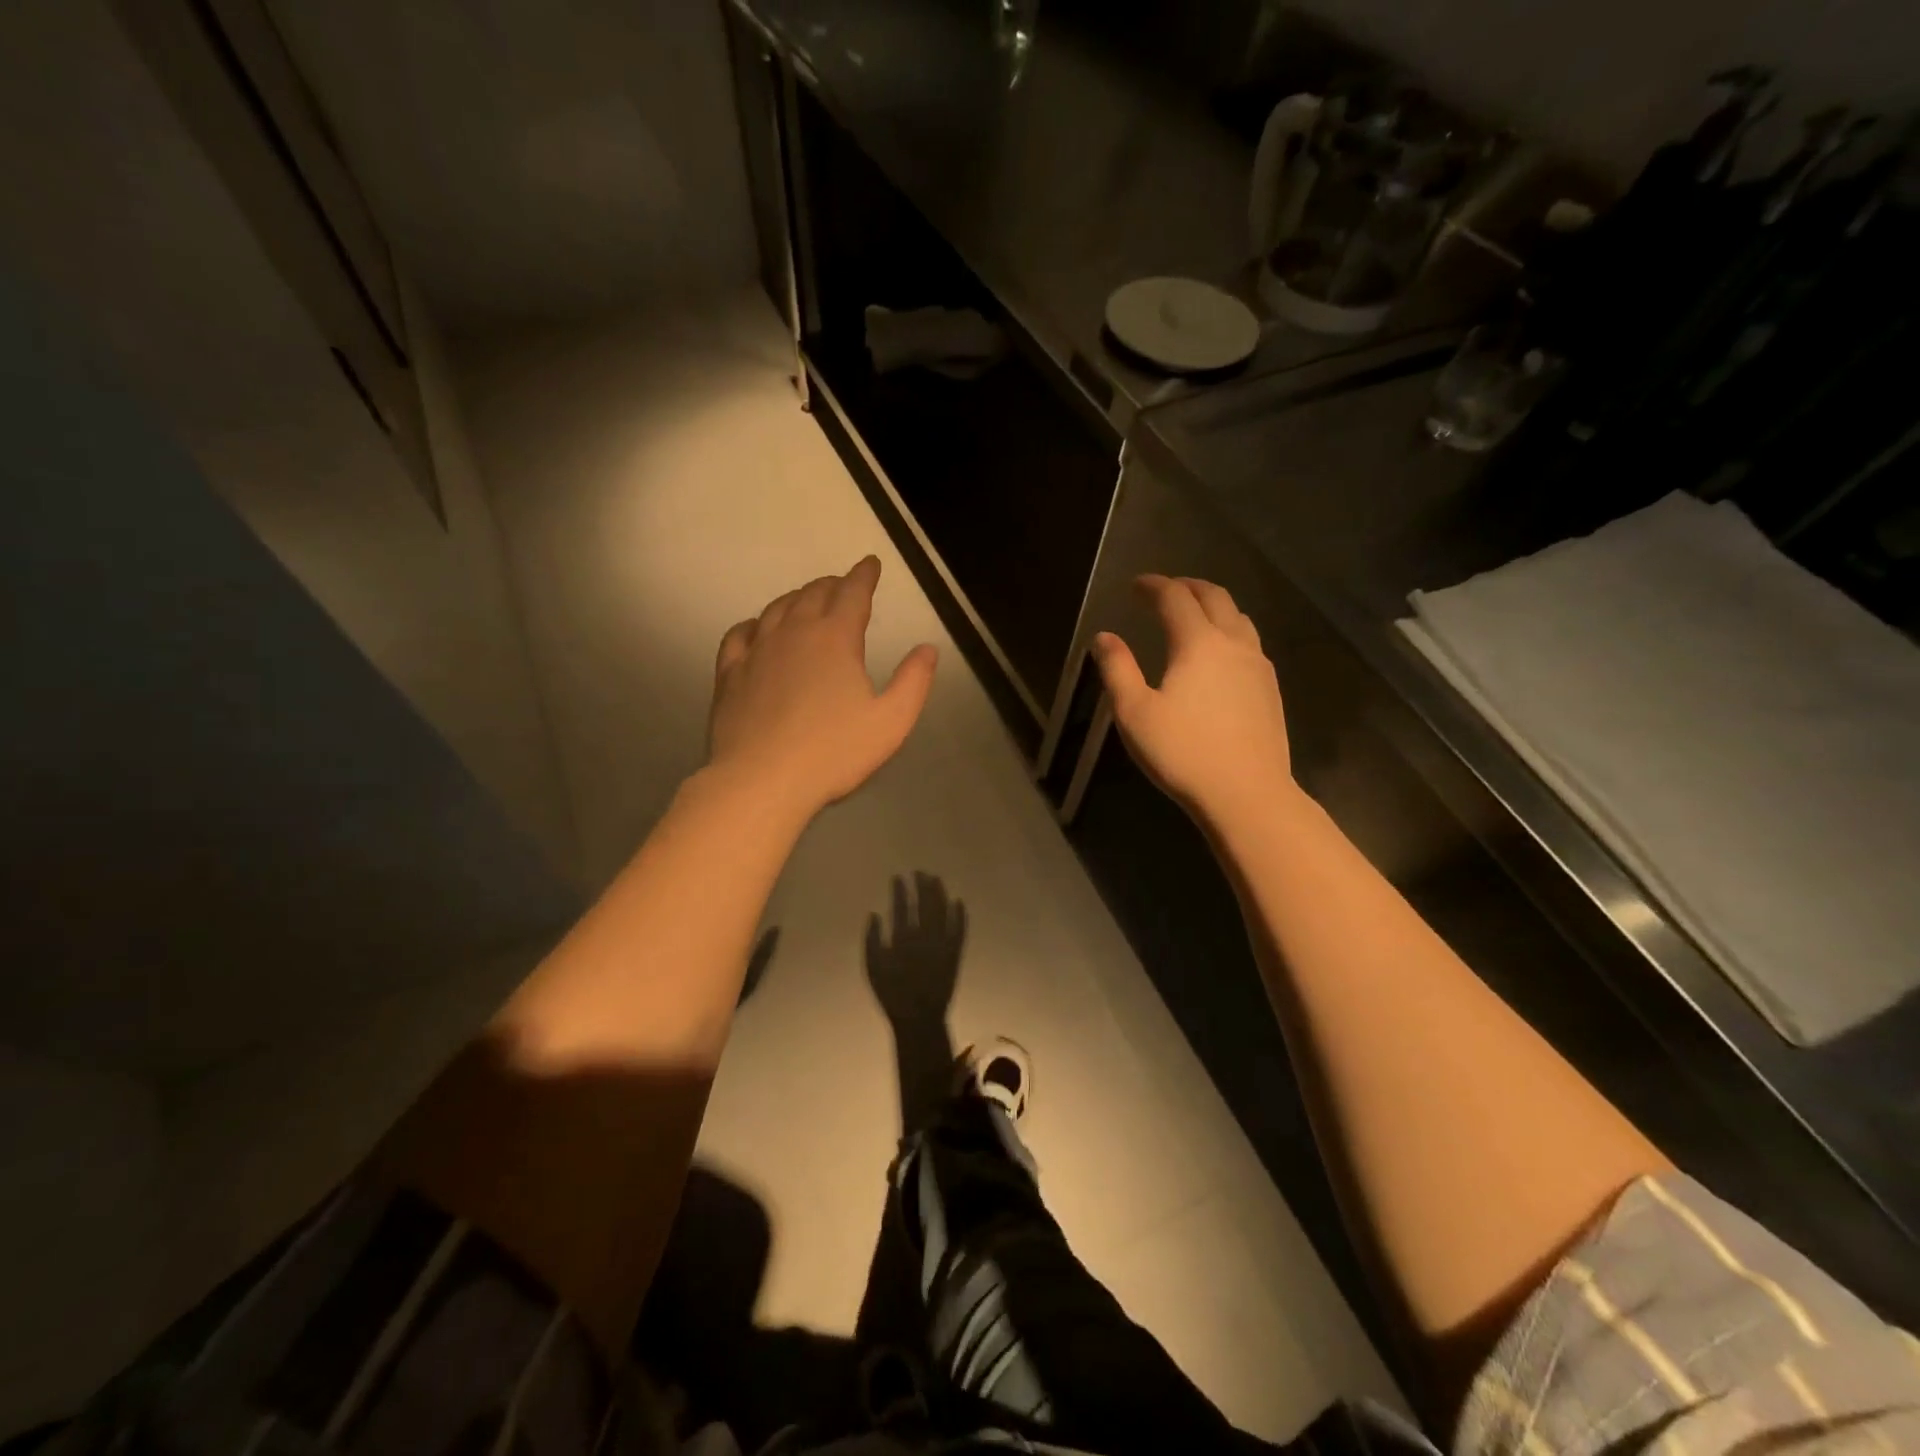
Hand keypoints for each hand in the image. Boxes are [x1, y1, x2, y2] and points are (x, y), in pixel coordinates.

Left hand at [707, 555, 937, 818]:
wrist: (761, 781)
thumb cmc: (833, 753)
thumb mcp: (891, 722)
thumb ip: (914, 682)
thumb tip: (927, 649)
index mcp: (835, 638)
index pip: (852, 593)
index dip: (864, 575)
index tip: (870, 564)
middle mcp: (794, 632)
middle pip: (813, 594)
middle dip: (832, 585)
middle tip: (843, 585)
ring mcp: (757, 651)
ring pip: (777, 609)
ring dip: (796, 598)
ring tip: (806, 599)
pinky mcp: (730, 673)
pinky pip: (740, 634)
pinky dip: (754, 623)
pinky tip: (757, 628)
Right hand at [864, 872, 966, 1030]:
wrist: (919, 1018)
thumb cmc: (891, 993)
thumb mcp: (872, 968)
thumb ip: (871, 939)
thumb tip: (874, 914)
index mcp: (901, 939)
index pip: (901, 907)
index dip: (900, 890)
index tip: (899, 877)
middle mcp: (924, 937)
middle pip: (924, 904)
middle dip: (922, 885)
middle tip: (919, 872)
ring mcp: (942, 944)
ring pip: (943, 912)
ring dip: (940, 894)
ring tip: (936, 880)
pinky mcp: (955, 953)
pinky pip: (960, 930)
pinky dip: (961, 915)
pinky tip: (959, 901)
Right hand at [1091, 574, 1292, 819]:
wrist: (1247, 794)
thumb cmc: (1183, 753)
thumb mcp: (1134, 713)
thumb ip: (1117, 670)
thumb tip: (1104, 637)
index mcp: (1197, 643)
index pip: (1175, 598)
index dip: (1153, 586)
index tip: (1135, 585)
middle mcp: (1233, 643)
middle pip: (1214, 597)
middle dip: (1187, 586)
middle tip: (1165, 589)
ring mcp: (1258, 665)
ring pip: (1238, 617)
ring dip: (1213, 605)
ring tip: (1194, 613)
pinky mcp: (1270, 688)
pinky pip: (1250, 642)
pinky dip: (1230, 630)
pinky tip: (1220, 653)